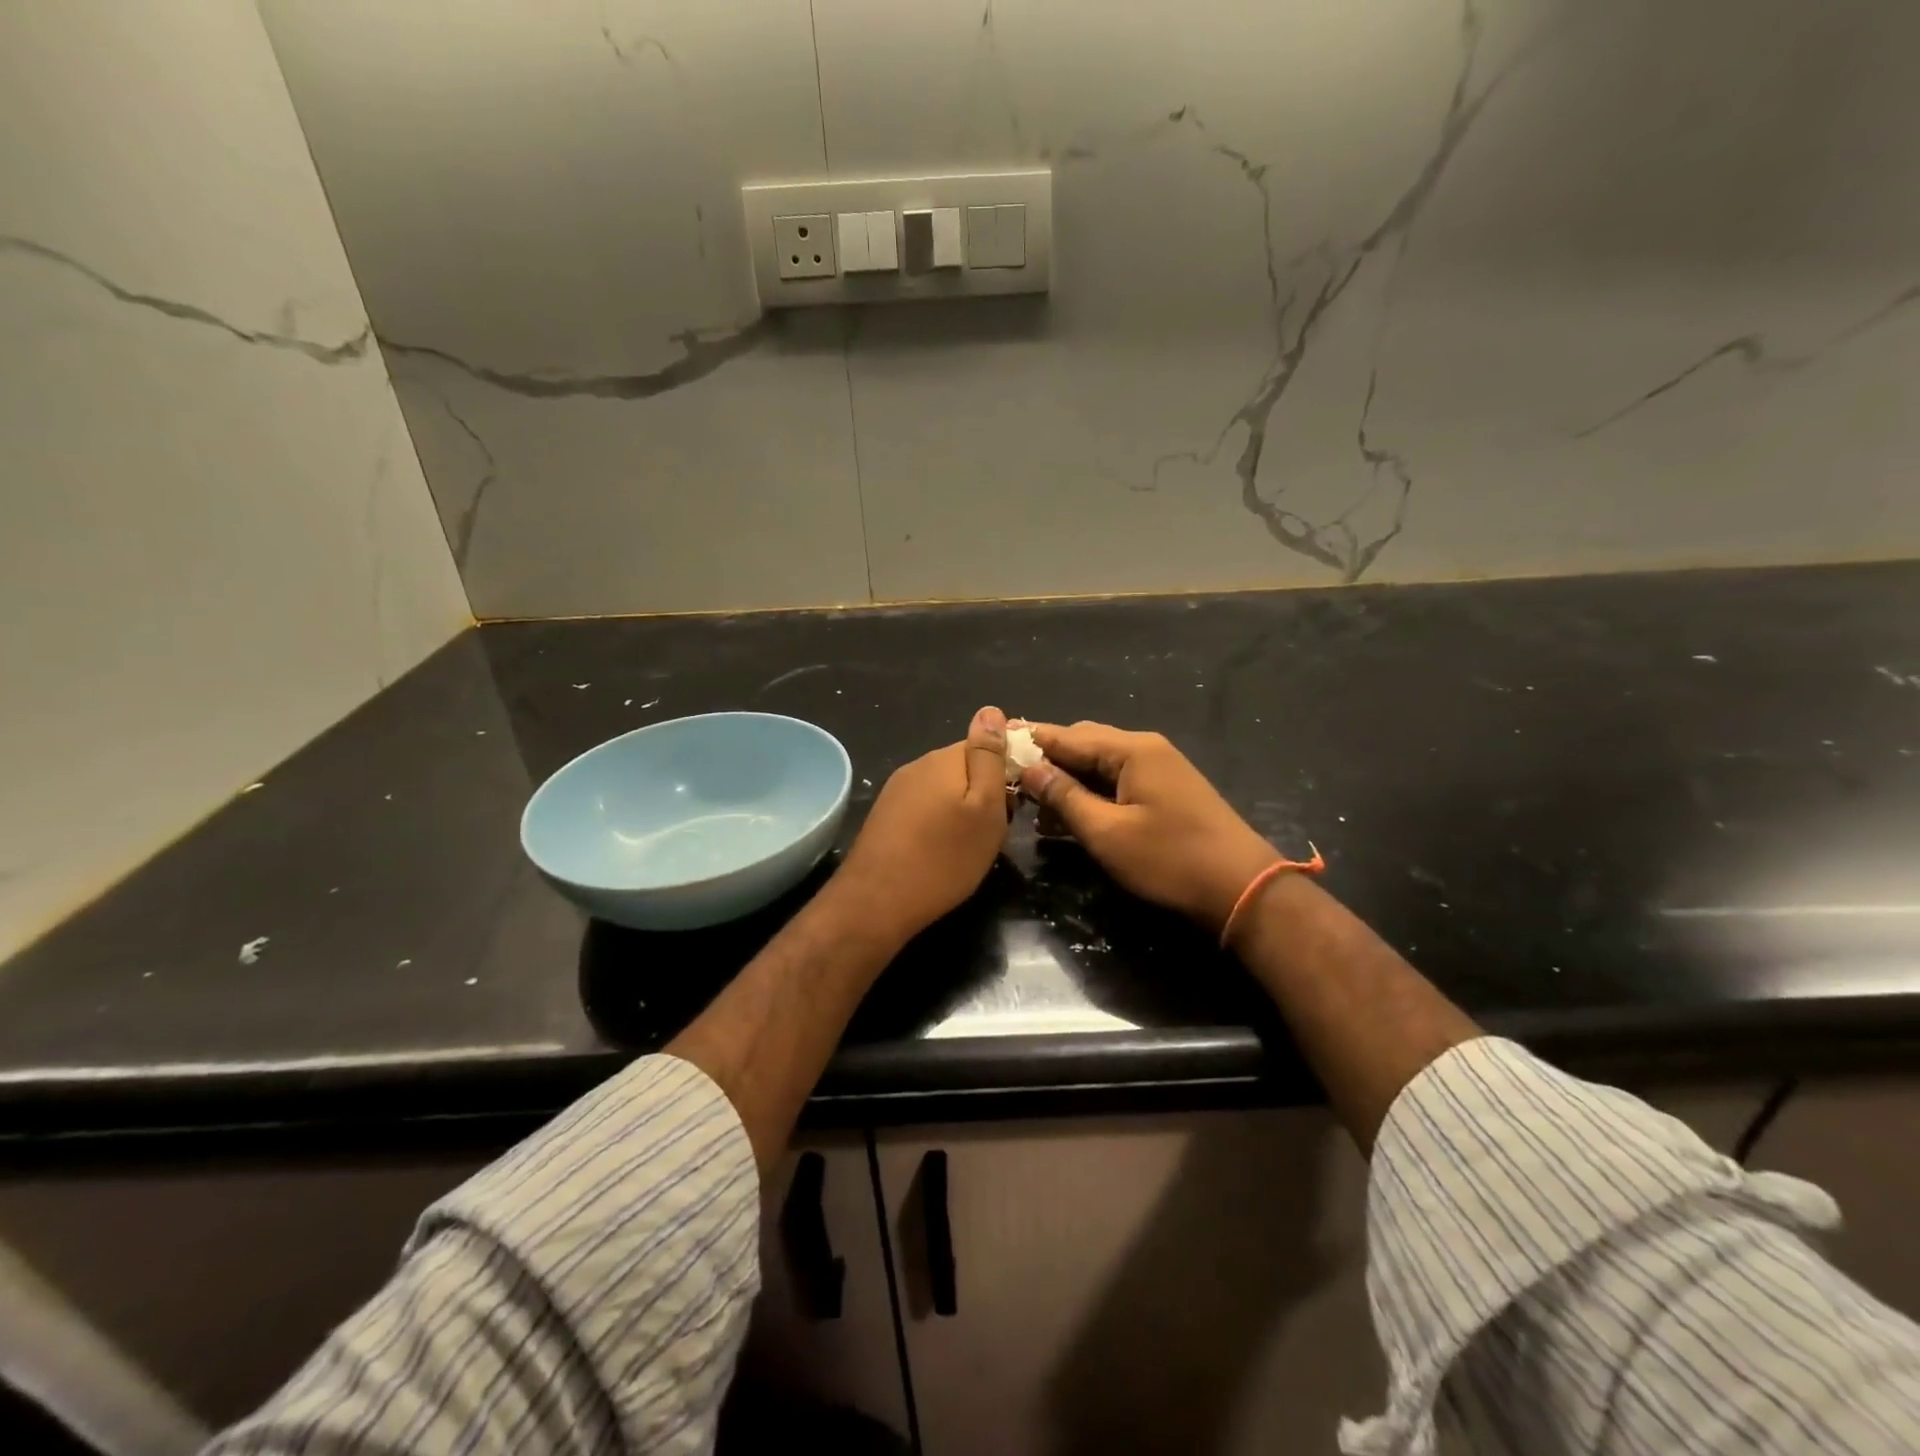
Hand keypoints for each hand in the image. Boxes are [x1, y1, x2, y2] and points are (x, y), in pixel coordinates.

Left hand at [829, 705, 1012, 945]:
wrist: (877, 902)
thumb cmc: (945, 857)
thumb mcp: (984, 808)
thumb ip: (989, 757)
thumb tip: (991, 709)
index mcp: (945, 758)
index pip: (987, 745)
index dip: (1007, 771)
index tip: (1016, 804)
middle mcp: (918, 765)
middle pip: (964, 768)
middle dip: (984, 792)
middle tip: (995, 831)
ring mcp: (897, 790)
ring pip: (943, 789)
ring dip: (961, 809)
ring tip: (969, 845)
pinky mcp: (886, 815)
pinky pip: (924, 808)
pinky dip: (938, 824)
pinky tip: (940, 851)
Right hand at [1020, 722, 1278, 933]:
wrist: (1241, 888)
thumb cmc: (1170, 859)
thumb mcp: (1107, 832)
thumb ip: (1064, 797)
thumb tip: (1028, 769)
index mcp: (1131, 749)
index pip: (1066, 736)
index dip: (1029, 742)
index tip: (994, 745)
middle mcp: (1145, 748)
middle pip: (1083, 744)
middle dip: (1047, 761)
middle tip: (1010, 780)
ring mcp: (1159, 769)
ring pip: (1100, 764)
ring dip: (1067, 780)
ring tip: (1031, 804)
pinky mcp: (1166, 791)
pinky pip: (1117, 781)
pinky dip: (1091, 793)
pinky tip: (1067, 815)